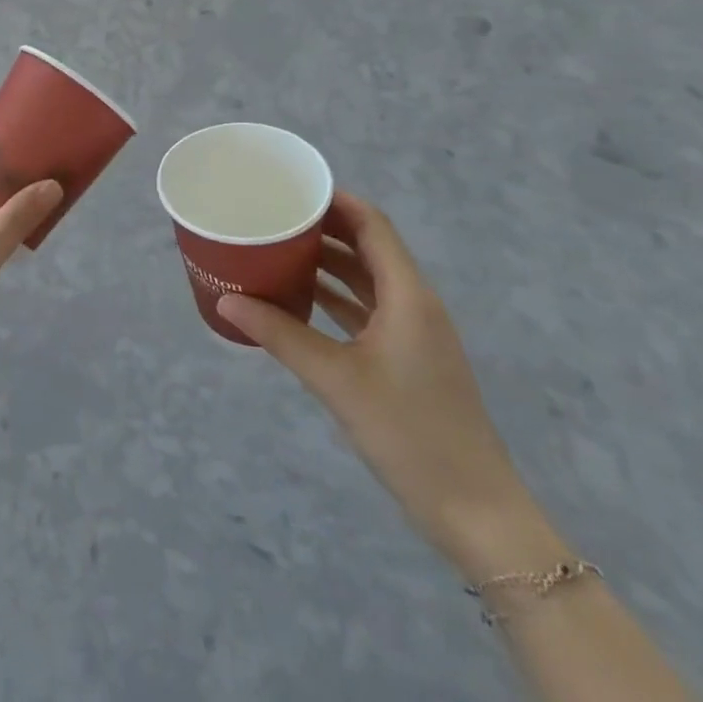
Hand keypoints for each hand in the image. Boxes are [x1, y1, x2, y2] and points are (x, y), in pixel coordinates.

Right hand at [218, 194, 562, 579]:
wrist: (476, 514)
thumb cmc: (409, 433)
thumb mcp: (337, 379)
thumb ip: (280, 335)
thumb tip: (227, 301)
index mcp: (408, 295)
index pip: (372, 225)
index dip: (335, 200)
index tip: (291, 188)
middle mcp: (414, 303)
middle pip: (369, 247)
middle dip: (324, 228)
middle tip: (274, 216)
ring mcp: (414, 333)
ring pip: (367, 279)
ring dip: (328, 263)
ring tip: (278, 249)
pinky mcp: (409, 359)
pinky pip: (367, 309)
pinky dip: (336, 297)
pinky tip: (300, 299)